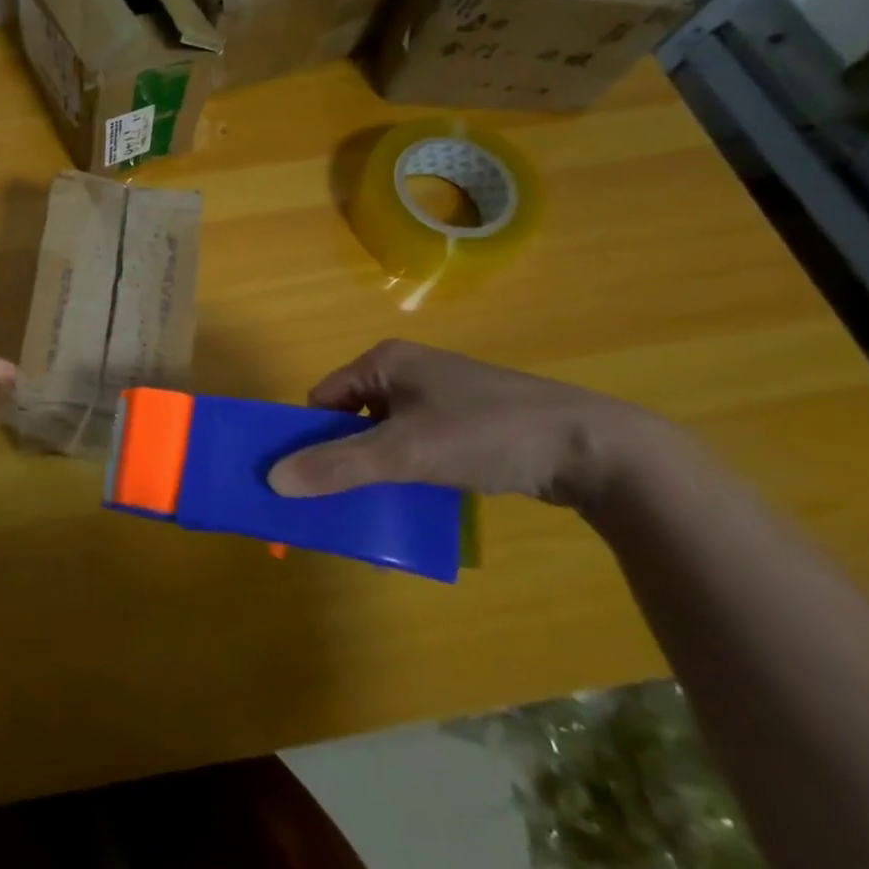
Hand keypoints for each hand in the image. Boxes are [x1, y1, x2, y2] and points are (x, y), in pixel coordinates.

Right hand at [267, 339, 682, 508]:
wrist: (595, 450)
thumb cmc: (486, 434)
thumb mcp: (404, 452)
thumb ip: (337, 466)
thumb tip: (273, 479)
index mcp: (385, 361)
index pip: (323, 398)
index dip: (309, 437)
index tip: (306, 479)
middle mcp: (408, 372)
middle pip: (351, 418)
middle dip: (341, 459)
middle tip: (335, 501)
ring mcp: (440, 398)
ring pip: (384, 437)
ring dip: (374, 471)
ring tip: (371, 508)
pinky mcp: (467, 425)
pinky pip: (417, 448)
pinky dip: (407, 474)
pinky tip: (412, 504)